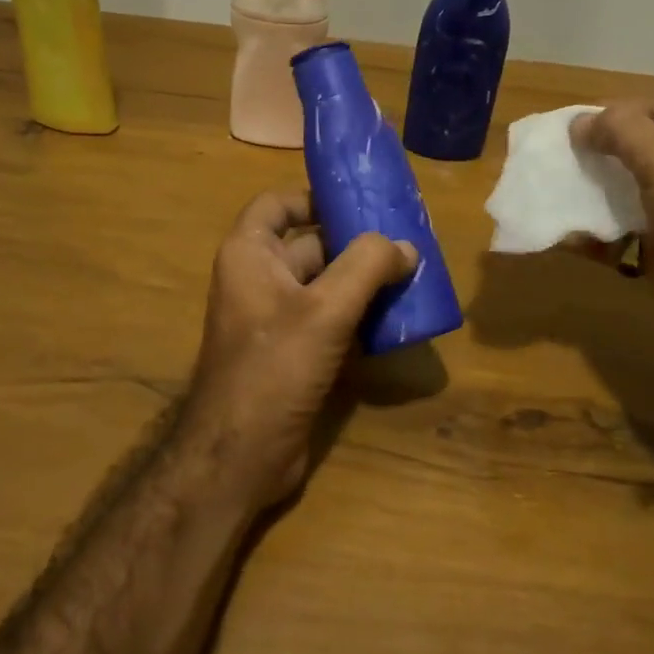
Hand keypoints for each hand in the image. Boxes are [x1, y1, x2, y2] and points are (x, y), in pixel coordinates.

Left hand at [181, 191, 416, 508]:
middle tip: (407, 240)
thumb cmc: (274, 368)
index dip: (314, 196)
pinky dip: (359, 315)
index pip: (277, 204)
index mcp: (250, 254)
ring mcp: (276, 319)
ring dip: (365, 281)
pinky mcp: (293, 352)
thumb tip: (406, 246)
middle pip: (311, 243)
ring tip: (413, 275)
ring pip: (326, 284)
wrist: (240, 456)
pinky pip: (330, 319)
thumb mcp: (325, 310)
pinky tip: (397, 319)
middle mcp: (259, 279)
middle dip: (357, 243)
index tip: (361, 201)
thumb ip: (367, 267)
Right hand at [570, 97, 653, 366]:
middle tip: (557, 157)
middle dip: (598, 152)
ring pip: (626, 191)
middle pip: (640, 149)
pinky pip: (620, 231)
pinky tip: (562, 230)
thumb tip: (579, 123)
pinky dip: (592, 231)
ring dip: (589, 191)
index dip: (618, 113)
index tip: (574, 127)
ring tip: (550, 190)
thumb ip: (621, 131)